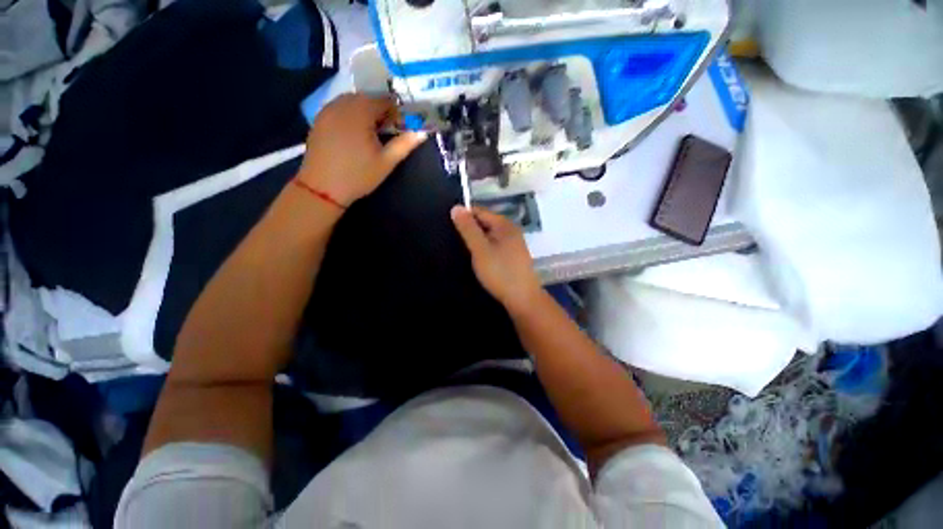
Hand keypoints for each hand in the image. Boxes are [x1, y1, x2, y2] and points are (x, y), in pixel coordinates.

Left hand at [297, 94, 426, 206]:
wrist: (322, 188)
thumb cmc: (358, 175)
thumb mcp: (386, 162)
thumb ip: (404, 144)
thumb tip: (422, 133)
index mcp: (360, 112)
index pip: (383, 100)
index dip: (395, 112)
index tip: (399, 128)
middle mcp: (342, 104)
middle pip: (366, 98)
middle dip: (379, 111)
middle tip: (385, 132)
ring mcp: (327, 110)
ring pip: (351, 101)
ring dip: (364, 111)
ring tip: (370, 133)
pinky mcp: (319, 119)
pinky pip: (338, 108)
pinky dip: (349, 114)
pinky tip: (353, 134)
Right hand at [451, 205, 542, 314]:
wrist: (522, 298)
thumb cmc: (500, 272)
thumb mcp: (480, 249)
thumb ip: (468, 229)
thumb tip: (456, 207)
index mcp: (504, 224)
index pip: (480, 211)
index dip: (464, 217)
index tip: (451, 228)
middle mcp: (511, 230)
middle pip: (486, 222)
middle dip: (471, 229)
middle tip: (456, 241)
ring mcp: (514, 243)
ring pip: (490, 235)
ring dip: (478, 240)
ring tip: (464, 250)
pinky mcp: (513, 256)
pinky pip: (495, 245)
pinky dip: (486, 248)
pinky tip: (479, 258)